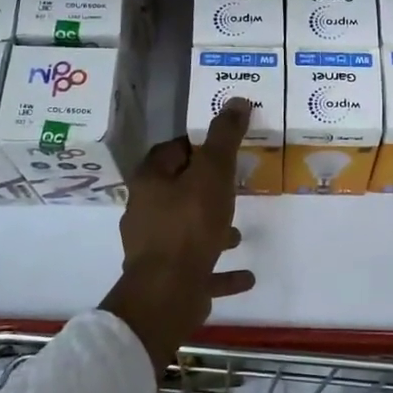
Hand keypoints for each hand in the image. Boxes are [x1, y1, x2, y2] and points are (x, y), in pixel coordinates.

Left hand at [101, 99, 256, 375]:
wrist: (167, 292)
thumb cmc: (189, 224)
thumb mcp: (213, 172)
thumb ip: (225, 138)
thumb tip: (237, 100)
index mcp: (150, 182)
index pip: (170, 151)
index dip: (195, 145)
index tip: (221, 146)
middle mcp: (146, 212)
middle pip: (176, 191)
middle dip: (204, 188)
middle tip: (233, 185)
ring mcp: (155, 249)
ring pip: (186, 231)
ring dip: (212, 229)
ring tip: (240, 232)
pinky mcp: (168, 279)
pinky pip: (198, 269)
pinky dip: (219, 270)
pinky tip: (245, 276)